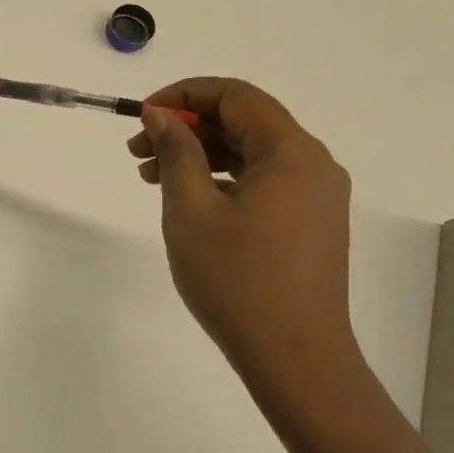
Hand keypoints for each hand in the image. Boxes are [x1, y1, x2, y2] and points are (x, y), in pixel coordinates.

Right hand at [128, 78, 361, 392]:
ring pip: (251, 152)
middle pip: (244, 121)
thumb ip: (176, 152)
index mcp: (291, 152)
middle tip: (137, 151)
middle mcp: (313, 164)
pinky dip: (222, 179)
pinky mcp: (311, 222)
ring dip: (200, 154)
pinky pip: (263, 180)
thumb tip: (160, 114)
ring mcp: (316, 195)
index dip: (184, 95)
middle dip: (187, 128)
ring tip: (151, 177)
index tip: (142, 115)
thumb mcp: (191, 210)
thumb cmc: (237, 281)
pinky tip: (188, 199)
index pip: (235, 96)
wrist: (294, 357)